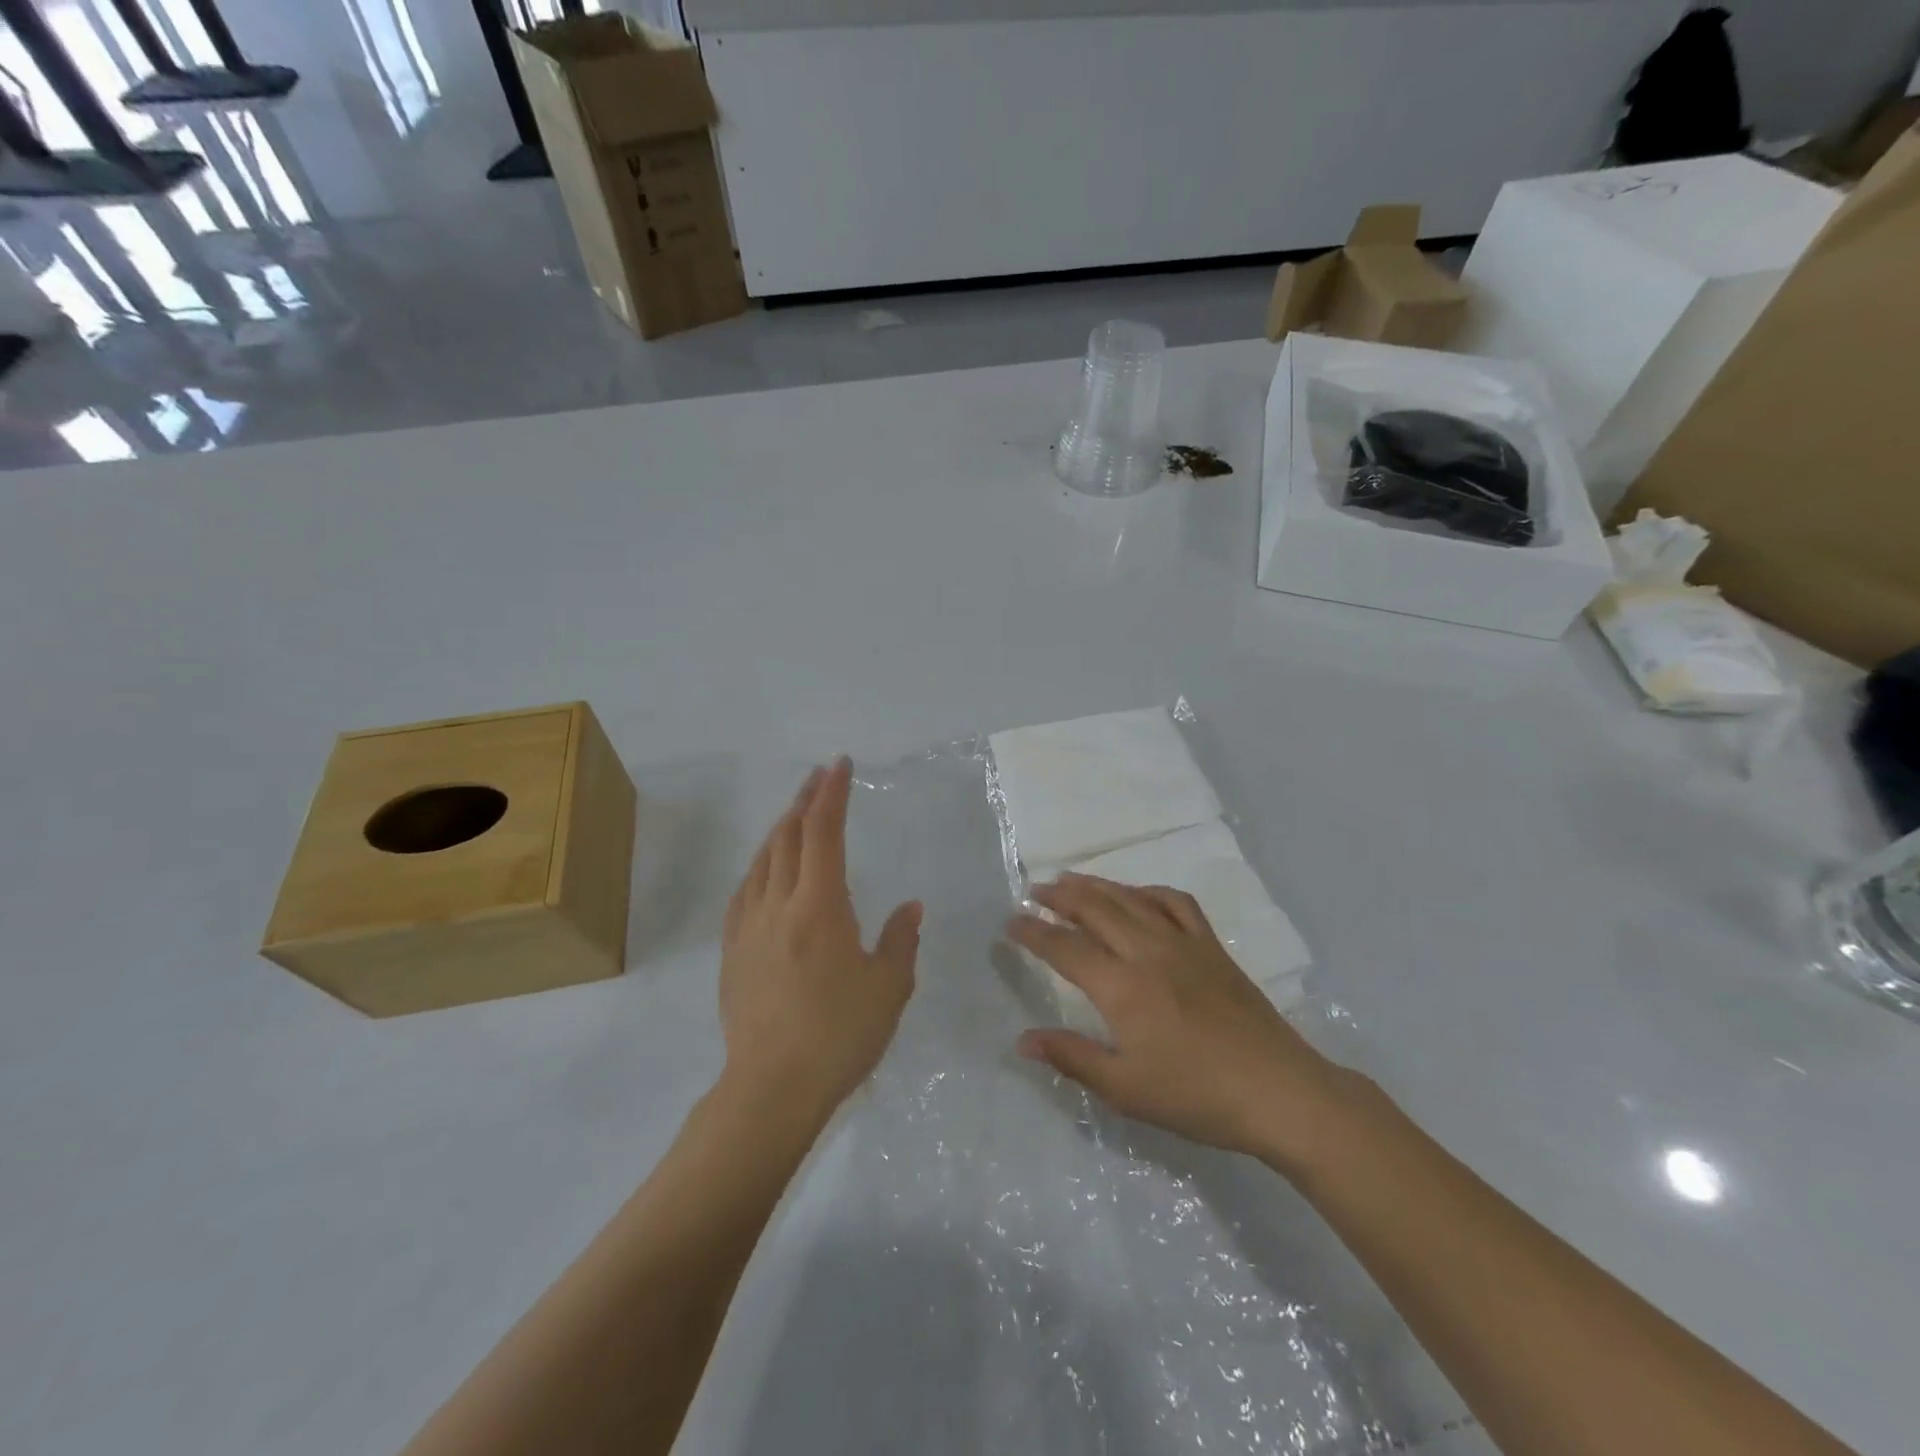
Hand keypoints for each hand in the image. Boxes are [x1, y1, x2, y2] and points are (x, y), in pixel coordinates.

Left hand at [720, 758, 920, 1117]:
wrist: (771, 1088)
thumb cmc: (840, 1035)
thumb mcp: (888, 987)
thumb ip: (901, 939)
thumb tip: (909, 907)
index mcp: (819, 906)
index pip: (823, 833)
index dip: (832, 794)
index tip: (839, 766)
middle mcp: (778, 904)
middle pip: (787, 837)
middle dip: (804, 800)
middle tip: (819, 776)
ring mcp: (747, 927)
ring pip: (762, 861)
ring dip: (780, 829)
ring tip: (796, 813)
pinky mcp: (731, 951)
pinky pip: (744, 891)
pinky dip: (760, 866)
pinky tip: (765, 870)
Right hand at [1009, 874, 1352, 1170]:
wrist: (1278, 1091)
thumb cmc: (1196, 1095)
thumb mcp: (1125, 1088)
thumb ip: (1071, 1057)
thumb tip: (1022, 1039)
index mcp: (1122, 986)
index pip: (1065, 948)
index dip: (1034, 933)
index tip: (1010, 923)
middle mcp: (1148, 952)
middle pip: (1095, 910)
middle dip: (1060, 897)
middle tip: (1034, 891)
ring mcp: (1183, 944)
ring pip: (1131, 900)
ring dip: (1097, 886)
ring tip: (1072, 880)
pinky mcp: (1212, 947)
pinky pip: (1176, 903)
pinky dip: (1149, 892)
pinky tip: (1138, 895)